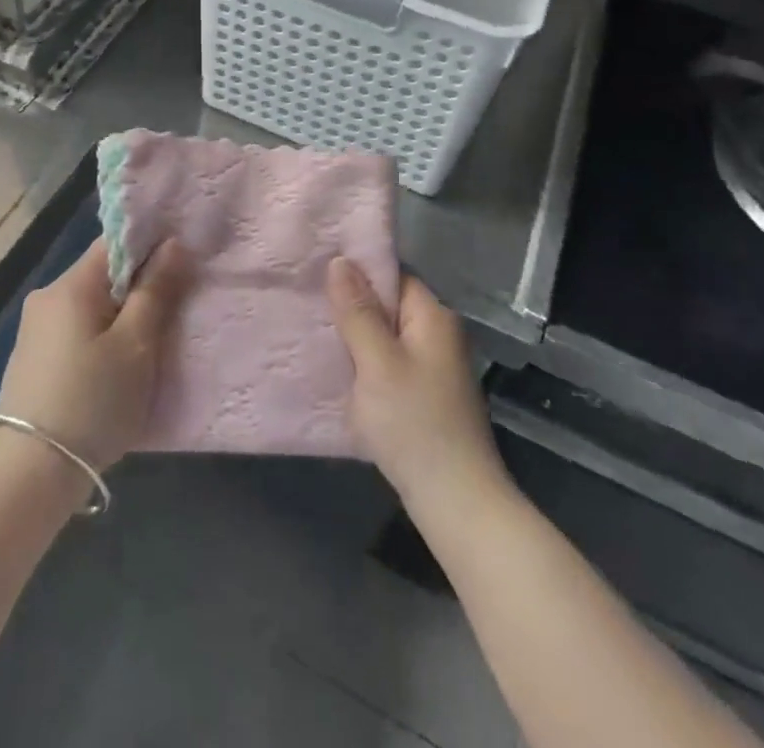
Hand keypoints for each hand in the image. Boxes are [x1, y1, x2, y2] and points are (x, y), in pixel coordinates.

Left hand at [0, 238, 186, 481]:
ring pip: (89, 305)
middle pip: (102, 275)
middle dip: (136, 288)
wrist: (30, 474)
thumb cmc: (93, 402)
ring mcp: (34, 329)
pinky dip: (98, 338)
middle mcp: (46, 297)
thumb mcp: (135, 346)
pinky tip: (113, 368)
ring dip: (118, 316)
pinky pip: (74, 330)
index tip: (178, 267)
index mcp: (70, 285)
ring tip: (146, 346)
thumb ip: (155, 290)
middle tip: (170, 314)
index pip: (114, 243)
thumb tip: (172, 244)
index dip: (149, 249)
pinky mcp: (31, 359)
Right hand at [328, 257, 508, 520]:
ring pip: (385, 336)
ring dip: (355, 336)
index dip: (357, 271)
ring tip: (314, 331)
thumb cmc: (415, 423)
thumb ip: (358, 311)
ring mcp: (433, 367)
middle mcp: (437, 334)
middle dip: (351, 304)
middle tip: (307, 301)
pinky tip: (337, 370)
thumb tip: (340, 260)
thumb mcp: (377, 363)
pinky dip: (365, 363)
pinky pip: (388, 363)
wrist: (456, 502)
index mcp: (433, 316)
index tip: (317, 271)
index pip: (392, 275)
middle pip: (388, 304)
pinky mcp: (424, 395)